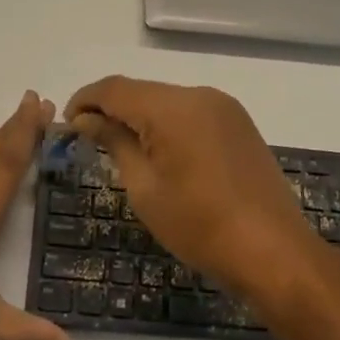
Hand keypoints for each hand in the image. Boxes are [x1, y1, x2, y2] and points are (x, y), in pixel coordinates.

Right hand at [64, 77, 317, 295]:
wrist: (273, 252)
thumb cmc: (200, 226)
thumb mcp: (145, 188)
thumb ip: (115, 143)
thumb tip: (87, 119)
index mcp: (172, 107)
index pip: (115, 88)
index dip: (85, 100)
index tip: (66, 123)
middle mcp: (199, 94)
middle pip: (142, 91)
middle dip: (111, 109)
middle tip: (88, 139)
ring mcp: (223, 106)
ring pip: (167, 100)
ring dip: (140, 116)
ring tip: (121, 147)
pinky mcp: (238, 122)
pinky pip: (191, 112)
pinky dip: (168, 123)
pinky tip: (161, 151)